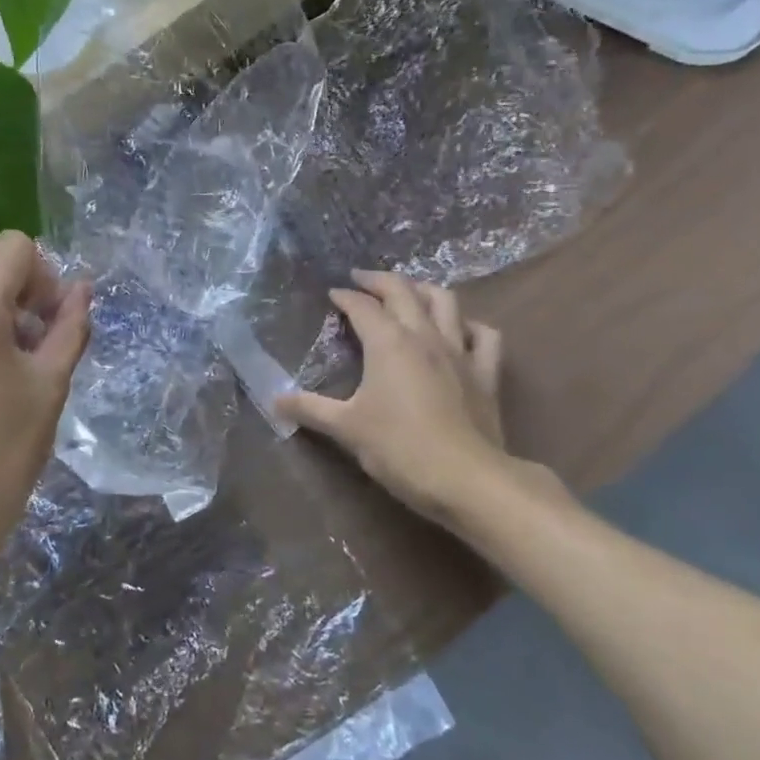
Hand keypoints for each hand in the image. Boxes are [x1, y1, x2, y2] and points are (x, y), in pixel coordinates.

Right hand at [276, 271, 561, 531]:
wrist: (466, 479)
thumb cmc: (398, 448)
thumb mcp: (345, 428)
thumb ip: (309, 409)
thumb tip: (274, 400)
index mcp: (388, 342)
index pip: (362, 306)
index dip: (344, 296)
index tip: (331, 293)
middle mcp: (424, 335)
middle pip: (402, 291)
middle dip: (379, 280)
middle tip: (360, 279)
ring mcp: (459, 351)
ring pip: (445, 301)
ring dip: (422, 290)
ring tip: (407, 292)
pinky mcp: (485, 373)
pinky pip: (484, 335)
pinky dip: (469, 325)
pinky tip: (459, 330)